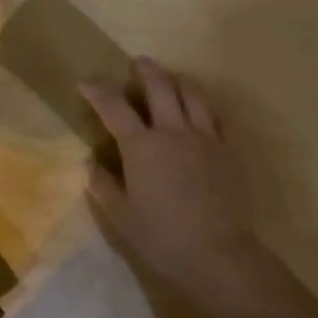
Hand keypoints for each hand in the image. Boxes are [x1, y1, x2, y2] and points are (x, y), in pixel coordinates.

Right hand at [80, 58, 260, 298]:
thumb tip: (90, 163)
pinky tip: (202, 110)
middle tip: (138, 63)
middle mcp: (173, 131)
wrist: (218, 254)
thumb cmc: (162, 237)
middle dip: (145, 70)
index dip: (97, 90)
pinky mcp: (230, 149)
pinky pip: (219, 116)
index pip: (114, 107)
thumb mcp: (121, 216)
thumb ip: (103, 185)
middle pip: (160, 86)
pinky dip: (206, 106)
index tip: (86, 83)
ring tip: (172, 78)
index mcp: (141, 146)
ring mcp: (206, 137)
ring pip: (193, 94)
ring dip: (178, 80)